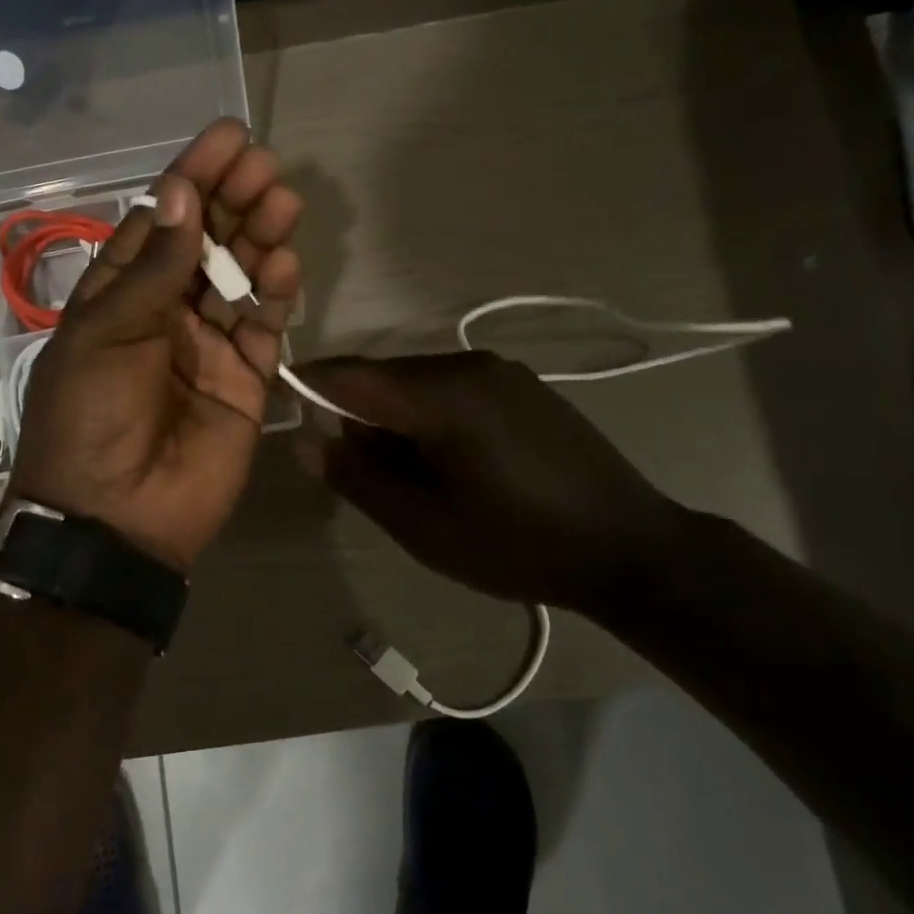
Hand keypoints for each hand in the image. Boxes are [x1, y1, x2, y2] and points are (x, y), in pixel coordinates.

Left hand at [7, 119, 302, 571]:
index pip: (159, 223)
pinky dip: (275, 296)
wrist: (115, 518)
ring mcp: (208, 346)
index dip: (191, 179)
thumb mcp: (107, 333)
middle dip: (232, 200)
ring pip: (241, 279)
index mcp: (118, 296)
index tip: (227, 138)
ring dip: (260, 238)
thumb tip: (179, 193)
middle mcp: (165, 313)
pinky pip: (264, 328)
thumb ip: (154, 268)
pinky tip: (283, 266)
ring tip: (283, 201)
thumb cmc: (91, 416)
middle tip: (264, 165)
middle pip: (205, 244)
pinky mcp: (245, 381)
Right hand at [296, 352, 687, 611]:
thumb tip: (307, 442)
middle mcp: (467, 365)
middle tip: (361, 473)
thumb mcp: (424, 527)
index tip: (284, 409)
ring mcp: (499, 370)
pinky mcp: (519, 384)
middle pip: (382, 377)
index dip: (309, 387)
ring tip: (412, 476)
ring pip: (415, 381)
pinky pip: (450, 386)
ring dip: (394, 418)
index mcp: (442, 396)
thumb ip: (358, 479)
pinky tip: (450, 461)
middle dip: (356, 416)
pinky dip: (428, 415)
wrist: (630, 548)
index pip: (350, 376)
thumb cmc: (518, 544)